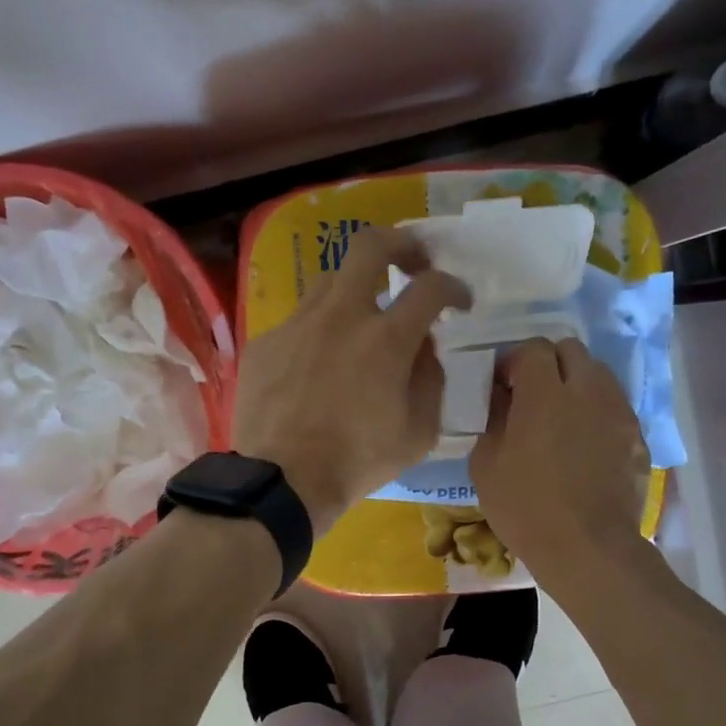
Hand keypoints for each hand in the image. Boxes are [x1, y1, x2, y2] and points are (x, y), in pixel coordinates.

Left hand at [232, 224, 470, 529]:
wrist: (283, 481)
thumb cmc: (358, 461)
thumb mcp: (418, 432)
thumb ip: (430, 380)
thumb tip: (424, 349)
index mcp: (386, 339)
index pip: (431, 287)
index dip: (453, 287)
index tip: (459, 301)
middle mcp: (341, 316)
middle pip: (371, 246)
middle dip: (401, 244)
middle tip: (413, 263)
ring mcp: (297, 325)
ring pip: (330, 281)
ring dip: (356, 290)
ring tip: (362, 319)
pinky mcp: (265, 343)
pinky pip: (299, 322)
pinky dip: (319, 332)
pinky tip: (317, 365)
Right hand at [470, 338, 647, 587]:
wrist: (588, 549)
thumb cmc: (526, 508)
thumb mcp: (486, 464)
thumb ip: (493, 418)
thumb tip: (501, 396)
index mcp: (545, 394)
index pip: (533, 348)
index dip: (514, 361)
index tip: (503, 385)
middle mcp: (588, 391)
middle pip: (571, 350)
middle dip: (549, 364)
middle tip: (532, 395)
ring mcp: (619, 413)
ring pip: (599, 375)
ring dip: (576, 384)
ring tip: (562, 417)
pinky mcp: (637, 437)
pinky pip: (615, 408)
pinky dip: (597, 413)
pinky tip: (584, 445)